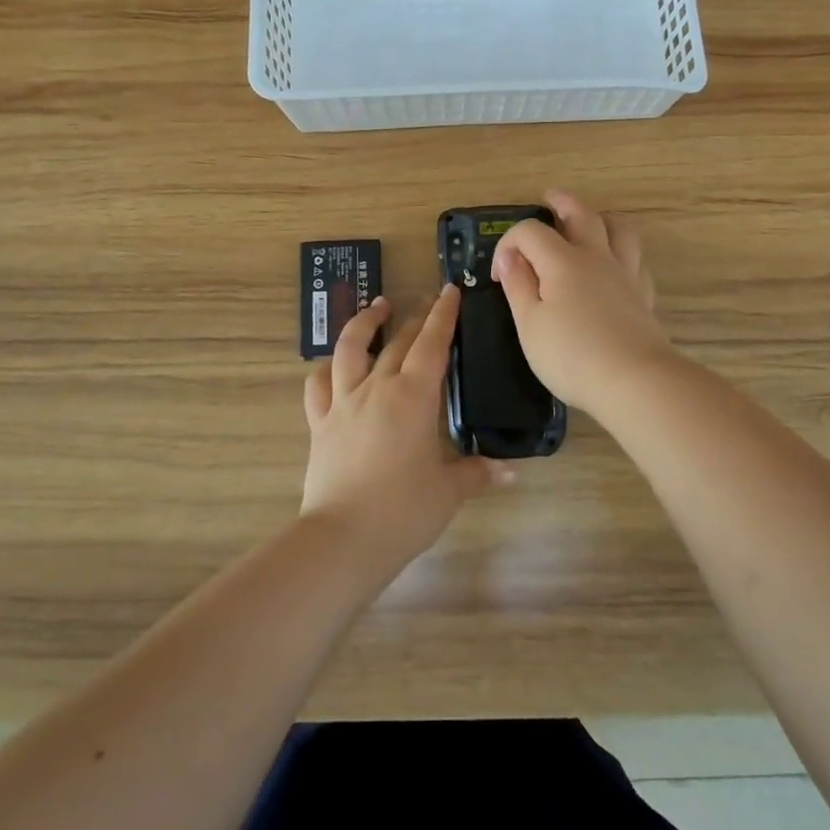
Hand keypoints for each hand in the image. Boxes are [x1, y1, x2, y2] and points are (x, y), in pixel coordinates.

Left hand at [300, 286, 509, 581]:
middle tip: (426, 301)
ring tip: (376, 307)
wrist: (343, 538)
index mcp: (413, 397)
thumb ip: (477, 473)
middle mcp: (376, 388)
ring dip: (364, 323)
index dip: (442, 315)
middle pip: (397, 342)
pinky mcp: (320, 424)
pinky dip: (325, 369)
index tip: (449, 291)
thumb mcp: (449, 491)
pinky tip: (333, 365)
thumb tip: (512, 473)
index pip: (431, 344)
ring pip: (349, 349)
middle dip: (414, 317)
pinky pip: (318, 386)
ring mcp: (343, 403)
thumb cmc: (404, 511)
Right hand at [492, 188, 675, 415]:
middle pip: (582, 215)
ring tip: (591, 221)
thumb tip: (510, 257)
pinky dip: (622, 253)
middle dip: (562, 203)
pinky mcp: (643, 295)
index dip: (509, 244)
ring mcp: (625, 275)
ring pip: (619, 230)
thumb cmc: (572, 355)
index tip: (500, 274)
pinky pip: (635, 260)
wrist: (634, 381)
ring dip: (601, 218)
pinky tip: (616, 266)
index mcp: (563, 261)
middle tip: (550, 198)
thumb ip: (518, 286)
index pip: (531, 231)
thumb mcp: (530, 324)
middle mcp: (597, 257)